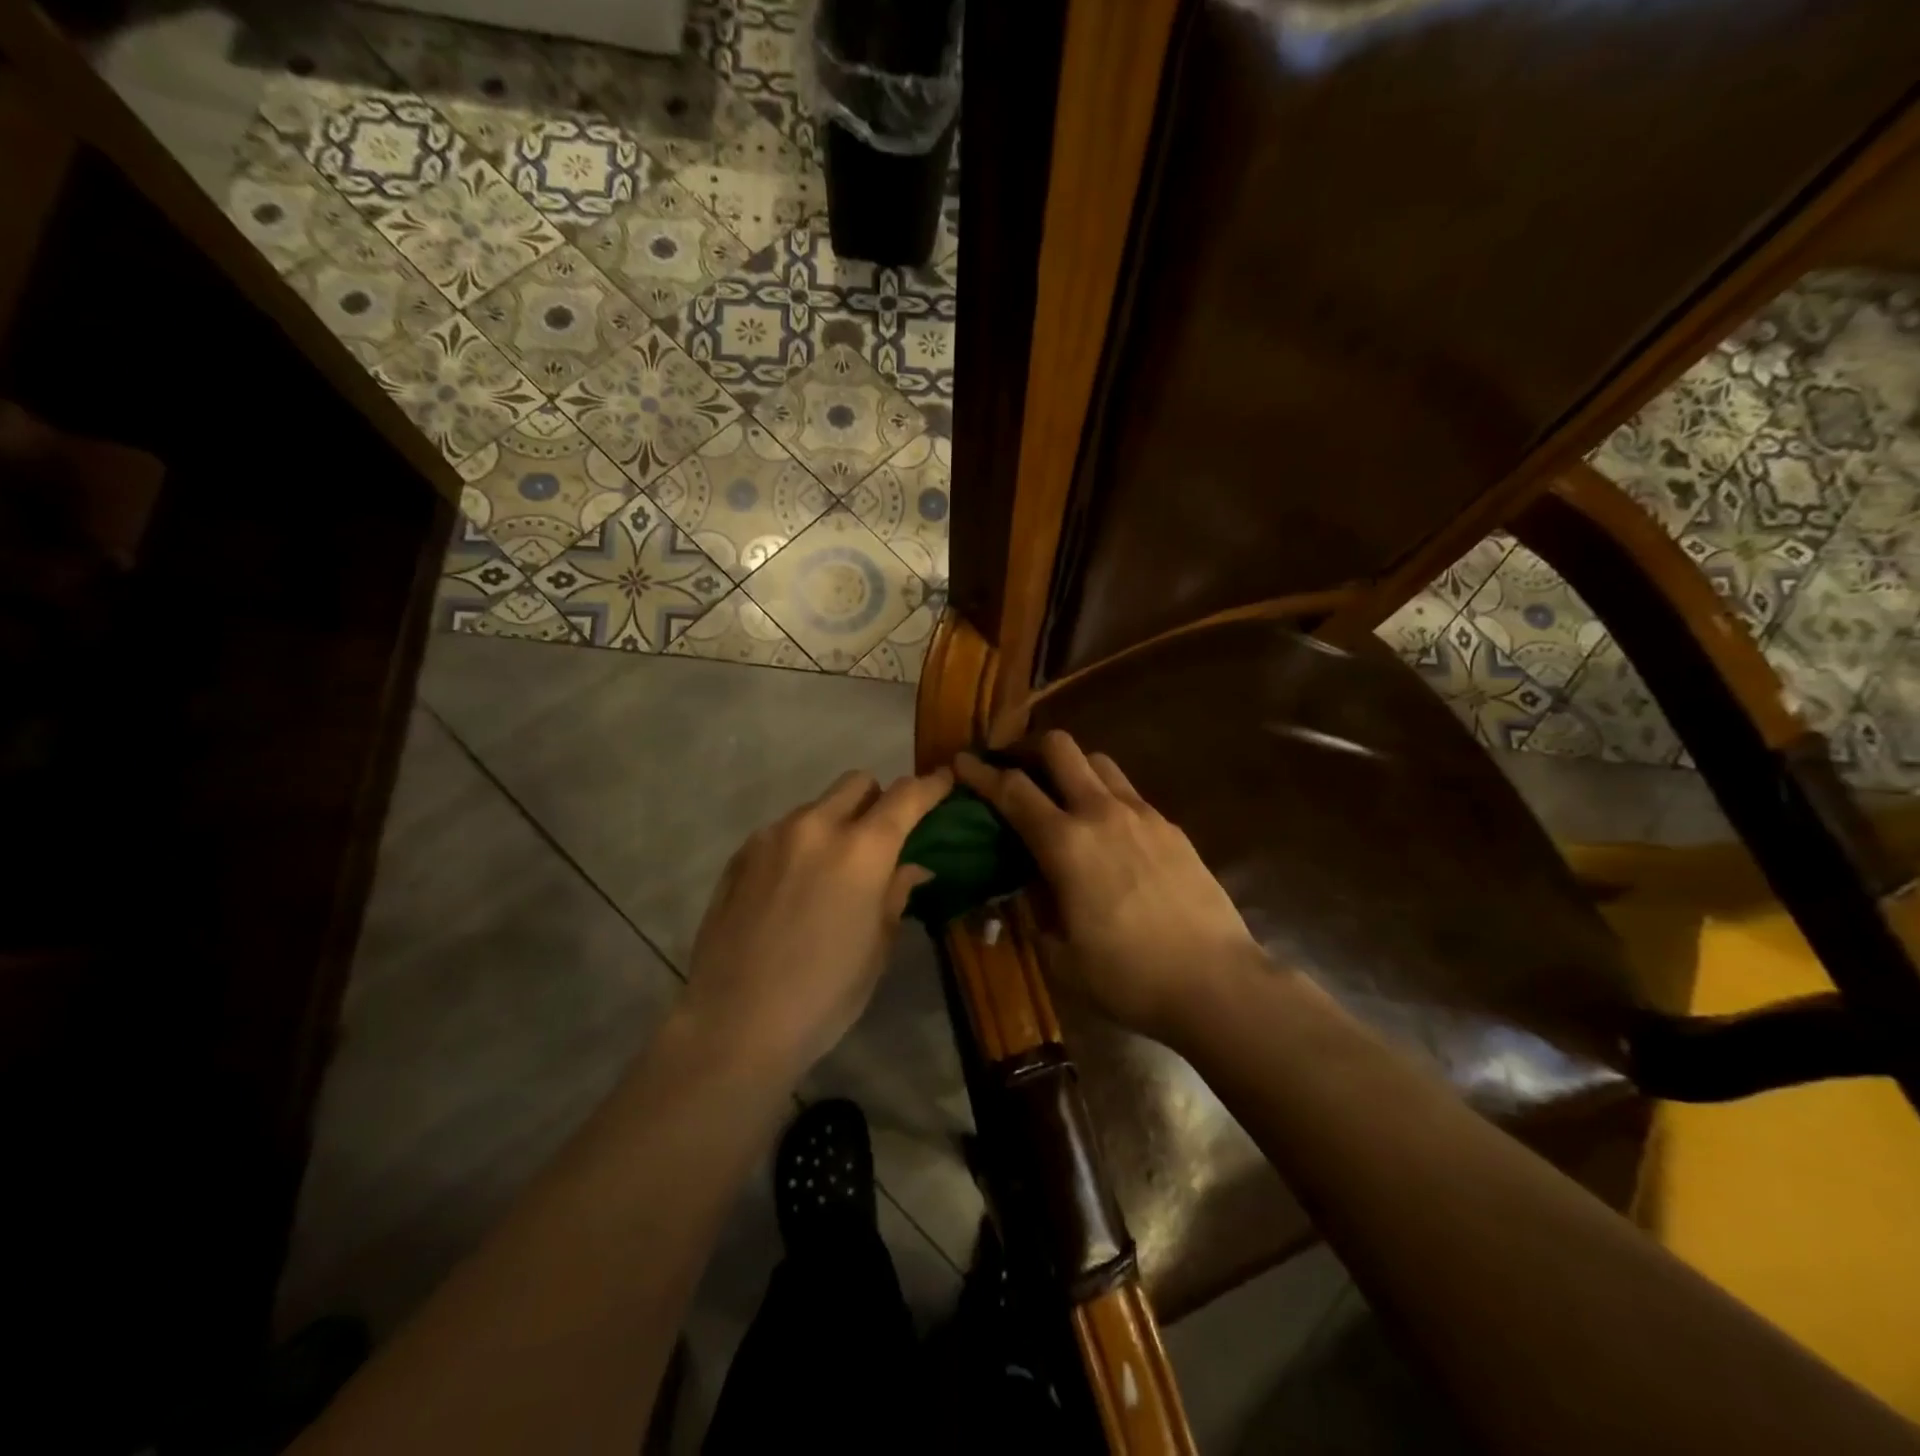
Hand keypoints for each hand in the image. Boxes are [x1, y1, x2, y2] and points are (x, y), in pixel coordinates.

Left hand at [682, 767, 952, 1079]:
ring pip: (817, 806)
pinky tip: (794, 887)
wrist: (734, 1024)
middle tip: (882, 837)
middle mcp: (816, 827)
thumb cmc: (823, 995)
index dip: (930, 786)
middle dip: (878, 799)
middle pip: (857, 782)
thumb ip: (895, 893)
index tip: (943, 781)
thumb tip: (913, 866)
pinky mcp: (741, 854)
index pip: (906, 797)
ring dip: (836, 823)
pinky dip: (801, 843)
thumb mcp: (876, 948)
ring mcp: (773, 837)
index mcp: (862, 851)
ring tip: (832, 870)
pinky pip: (783, 831)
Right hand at [954, 732, 1264, 1043]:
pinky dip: (1105, 794)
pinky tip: (1106, 830)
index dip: (980, 773)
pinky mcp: (1171, 827)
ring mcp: (1143, 815)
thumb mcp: (1059, 956)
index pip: (1012, 790)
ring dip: (1071, 767)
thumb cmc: (1127, 977)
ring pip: (1099, 762)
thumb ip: (1033, 911)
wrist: (1216, 983)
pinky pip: (1128, 792)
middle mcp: (1101, 813)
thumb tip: (1024, 884)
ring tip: (1060, 794)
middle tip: (1014, 768)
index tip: (961, 762)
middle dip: (1028, 748)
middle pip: (1060, 748)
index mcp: (1066, 843)